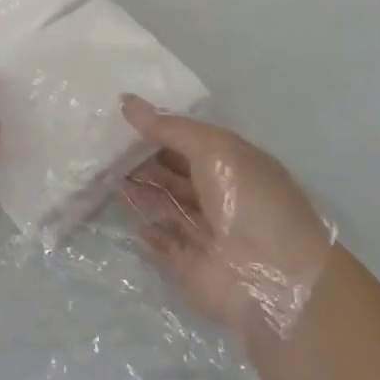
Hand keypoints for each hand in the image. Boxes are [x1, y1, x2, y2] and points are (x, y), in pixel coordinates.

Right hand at [120, 96, 335, 339]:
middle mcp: (222, 196)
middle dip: (144, 161)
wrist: (274, 277)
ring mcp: (207, 233)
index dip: (160, 131)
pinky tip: (131, 221)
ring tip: (106, 175)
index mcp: (234, 164)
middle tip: (105, 148)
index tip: (123, 120)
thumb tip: (126, 101)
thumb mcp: (212, 148)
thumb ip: (168, 127)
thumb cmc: (248, 199)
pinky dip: (149, 233)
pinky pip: (165, 245)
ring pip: (167, 206)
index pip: (191, 142)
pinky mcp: (192, 267)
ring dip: (142, 192)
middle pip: (176, 174)